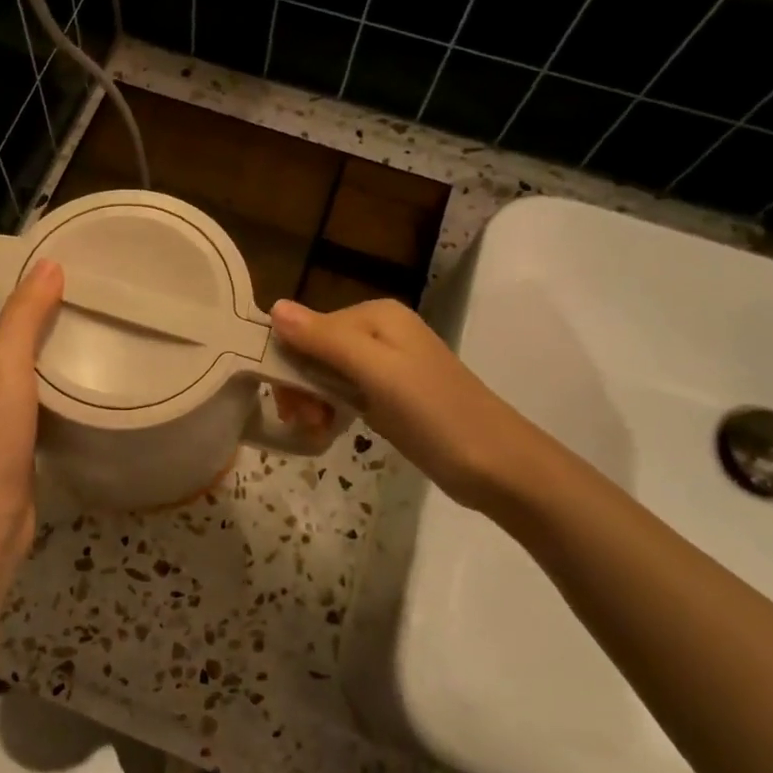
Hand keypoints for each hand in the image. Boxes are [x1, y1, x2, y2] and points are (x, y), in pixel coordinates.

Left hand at [0, 260, 63, 560]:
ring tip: (88, 325)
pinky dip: (49, 383)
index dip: (10, 278)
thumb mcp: (5, 364)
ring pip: (16, 366)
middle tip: (82, 291)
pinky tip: (81, 376)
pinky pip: (27, 397)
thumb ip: (26, 313)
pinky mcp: (4, 438)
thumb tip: (47, 263)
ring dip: (45, 348)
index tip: (53, 261)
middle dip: (34, 312)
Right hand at [269, 297, 550, 520]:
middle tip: (306, 423)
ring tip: (318, 431)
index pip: (308, 327)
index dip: (289, 363)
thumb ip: (325, 340)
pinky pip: (344, 393)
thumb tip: (274, 307)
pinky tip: (328, 431)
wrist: (497, 465)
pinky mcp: (389, 395)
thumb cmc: (435, 414)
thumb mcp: (376, 373)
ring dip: (313, 402)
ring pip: (325, 374)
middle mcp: (379, 331)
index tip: (289, 404)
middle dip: (301, 386)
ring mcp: (386, 365)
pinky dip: (331, 410)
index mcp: (376, 315)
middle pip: (314, 350)